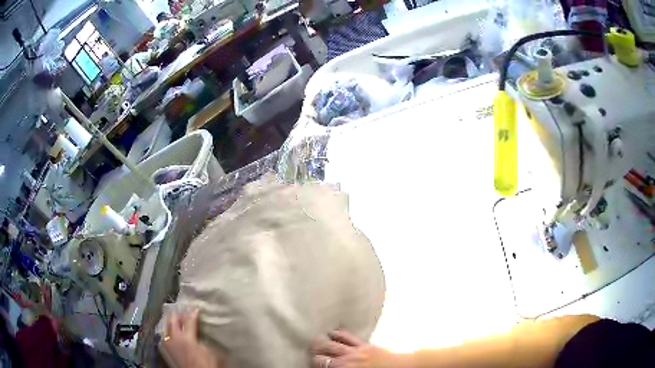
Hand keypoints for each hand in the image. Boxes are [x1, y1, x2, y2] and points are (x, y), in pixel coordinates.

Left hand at [159, 308, 225, 367]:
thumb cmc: (205, 364)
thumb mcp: (208, 350)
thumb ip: (200, 337)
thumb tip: (197, 328)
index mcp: (186, 337)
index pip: (188, 319)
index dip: (193, 312)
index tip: (196, 307)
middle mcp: (173, 337)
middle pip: (173, 319)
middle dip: (178, 314)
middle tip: (184, 311)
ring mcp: (166, 343)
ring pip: (165, 325)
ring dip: (171, 321)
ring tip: (176, 319)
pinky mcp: (164, 349)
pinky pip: (164, 334)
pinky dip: (167, 330)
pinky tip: (171, 331)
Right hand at [311, 330, 408, 367]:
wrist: (402, 367)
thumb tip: (329, 366)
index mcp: (345, 367)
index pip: (321, 363)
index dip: (313, 362)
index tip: (311, 362)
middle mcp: (349, 357)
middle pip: (325, 349)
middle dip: (315, 348)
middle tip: (309, 347)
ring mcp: (357, 350)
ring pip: (335, 341)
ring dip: (324, 339)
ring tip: (317, 338)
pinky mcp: (366, 344)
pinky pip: (350, 336)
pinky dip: (340, 333)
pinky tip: (334, 331)